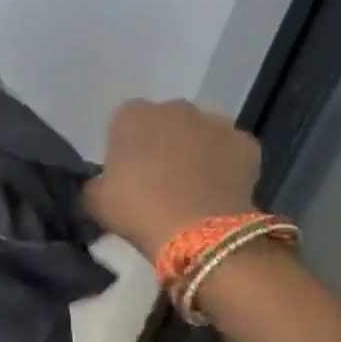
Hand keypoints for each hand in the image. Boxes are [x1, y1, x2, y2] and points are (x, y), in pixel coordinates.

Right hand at [84, 99, 260, 259]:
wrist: (198, 233)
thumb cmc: (137, 210)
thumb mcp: (94, 199)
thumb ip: (96, 181)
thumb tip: (104, 182)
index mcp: (132, 116)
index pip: (124, 120)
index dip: (125, 144)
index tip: (126, 170)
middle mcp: (175, 108)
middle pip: (166, 120)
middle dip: (163, 140)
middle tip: (158, 176)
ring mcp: (215, 123)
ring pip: (200, 132)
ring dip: (195, 149)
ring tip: (191, 184)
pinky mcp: (246, 143)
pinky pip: (229, 149)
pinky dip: (225, 163)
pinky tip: (217, 189)